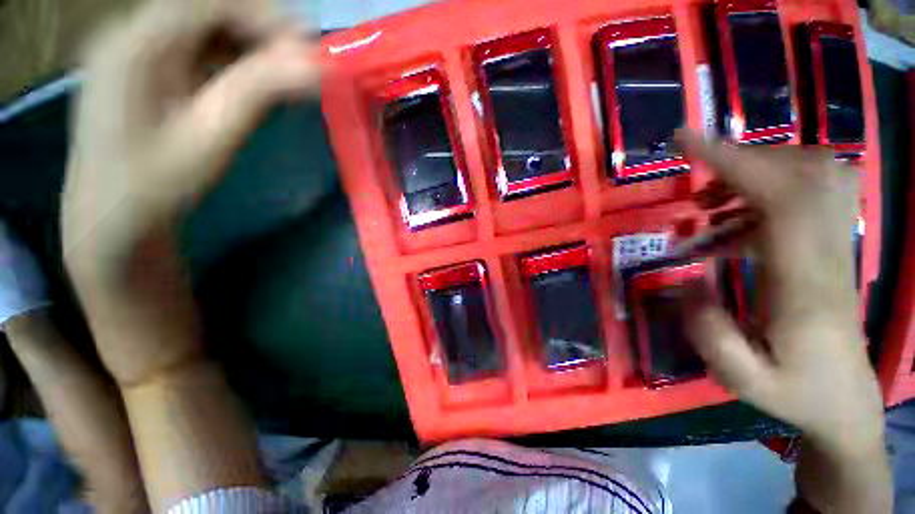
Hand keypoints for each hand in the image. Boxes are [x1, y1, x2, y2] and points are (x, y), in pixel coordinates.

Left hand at [62, 0, 319, 386]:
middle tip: (304, 68)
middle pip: (209, 10)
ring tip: (284, 80)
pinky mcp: (146, 67)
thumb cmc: (157, 185)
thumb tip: (317, 66)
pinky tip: (252, 85)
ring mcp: (136, 48)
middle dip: (263, 33)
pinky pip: (198, 48)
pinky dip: (233, 60)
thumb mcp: (212, 138)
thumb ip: (260, 93)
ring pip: (206, 28)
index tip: (311, 48)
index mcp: (136, 42)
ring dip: (251, 48)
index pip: (210, 2)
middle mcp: (131, 31)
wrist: (113, 218)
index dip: (267, 18)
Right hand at [678, 129, 890, 512]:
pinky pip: (814, 192)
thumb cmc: (794, 393)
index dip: (732, 159)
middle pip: (802, 170)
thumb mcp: (740, 378)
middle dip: (741, 162)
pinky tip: (737, 220)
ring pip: (815, 173)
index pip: (779, 196)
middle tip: (699, 192)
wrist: (845, 401)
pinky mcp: (831, 246)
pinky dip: (771, 189)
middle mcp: (827, 251)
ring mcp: (835, 245)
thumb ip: (708, 330)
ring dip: (757, 174)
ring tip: (714, 206)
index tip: (685, 139)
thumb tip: (689, 275)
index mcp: (804, 282)